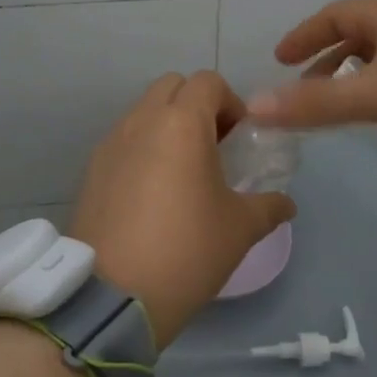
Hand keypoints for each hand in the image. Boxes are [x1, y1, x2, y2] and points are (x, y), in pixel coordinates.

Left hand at [71, 72, 295, 346]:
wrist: (114, 293)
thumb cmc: (187, 250)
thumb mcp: (241, 229)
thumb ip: (268, 206)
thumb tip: (286, 203)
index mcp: (182, 123)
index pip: (208, 82)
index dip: (231, 102)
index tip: (240, 139)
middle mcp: (141, 121)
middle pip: (171, 87)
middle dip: (196, 106)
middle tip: (213, 147)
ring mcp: (110, 144)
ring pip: (143, 112)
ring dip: (167, 126)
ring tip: (182, 173)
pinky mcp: (91, 170)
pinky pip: (123, 141)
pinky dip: (142, 149)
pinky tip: (152, 194)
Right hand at [246, 0, 376, 215]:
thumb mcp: (376, 95)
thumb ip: (314, 105)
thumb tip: (254, 106)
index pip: (337, 15)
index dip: (304, 34)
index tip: (280, 59)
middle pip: (362, 36)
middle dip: (328, 60)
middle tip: (304, 91)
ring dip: (358, 80)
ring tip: (341, 110)